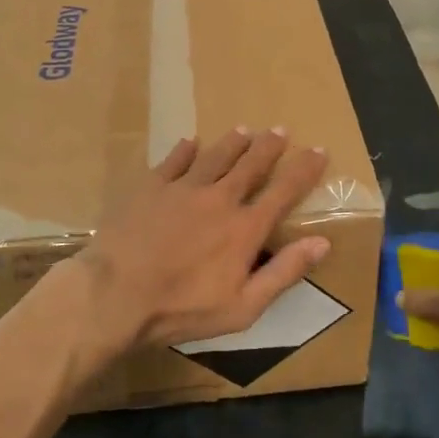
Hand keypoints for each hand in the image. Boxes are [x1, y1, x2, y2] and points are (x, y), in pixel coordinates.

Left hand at [64, 128, 330, 365]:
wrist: (116, 294)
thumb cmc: (182, 308)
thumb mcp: (243, 306)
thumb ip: (283, 273)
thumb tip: (322, 243)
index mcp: (244, 228)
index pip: (284, 192)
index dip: (305, 170)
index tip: (319, 150)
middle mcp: (219, 198)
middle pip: (250, 165)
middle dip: (269, 146)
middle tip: (281, 130)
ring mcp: (183, 189)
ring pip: (215, 157)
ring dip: (233, 143)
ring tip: (244, 130)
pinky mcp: (151, 188)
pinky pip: (173, 161)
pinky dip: (185, 150)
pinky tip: (190, 142)